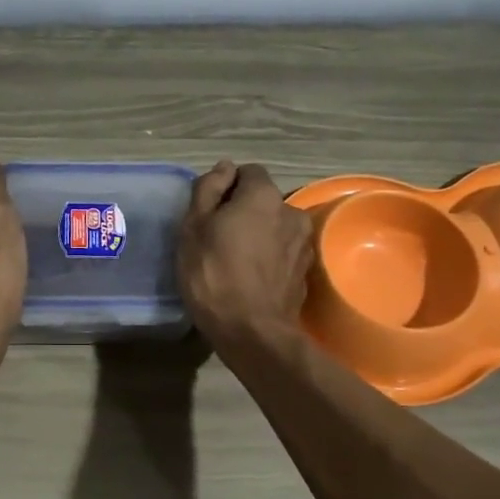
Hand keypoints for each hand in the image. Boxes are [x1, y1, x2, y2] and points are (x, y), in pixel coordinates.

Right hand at [176, 160, 312, 348]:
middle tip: (218, 238)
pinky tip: (251, 278)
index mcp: (264, 195)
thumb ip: (208, 189)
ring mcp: (303, 244)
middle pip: (263, 201)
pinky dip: (269, 258)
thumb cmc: (213, 273)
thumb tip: (225, 167)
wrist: (252, 331)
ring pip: (275, 227)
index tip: (210, 212)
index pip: (248, 172)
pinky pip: (283, 253)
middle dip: (244, 212)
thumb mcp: (194, 227)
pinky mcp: (305, 272)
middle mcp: (291, 212)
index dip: (226, 187)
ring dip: (259, 235)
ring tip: (236, 261)